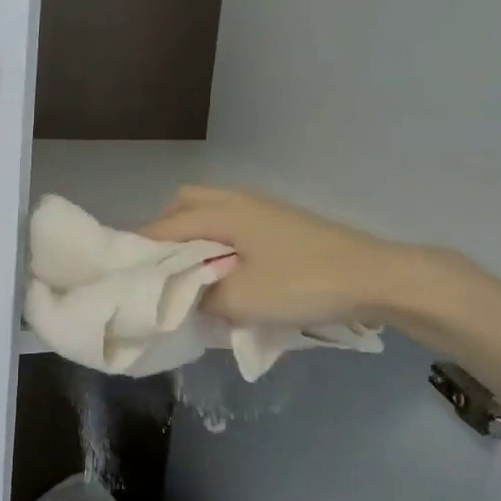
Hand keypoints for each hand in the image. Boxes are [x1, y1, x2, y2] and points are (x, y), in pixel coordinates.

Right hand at [140, 186, 451, 332]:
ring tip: (193, 276)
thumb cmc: (303, 284)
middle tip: (162, 271)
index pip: (164, 226)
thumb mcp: (241, 300)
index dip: (140, 249)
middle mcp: (239, 200)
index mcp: (223, 211)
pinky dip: (218, 243)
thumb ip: (200, 297)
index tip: (124, 274)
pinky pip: (233, 225)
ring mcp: (264, 210)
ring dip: (194, 239)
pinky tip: (228, 274)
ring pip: (211, 213)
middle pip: (184, 205)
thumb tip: (183, 295)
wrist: (375, 278)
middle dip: (165, 234)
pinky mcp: (282, 225)